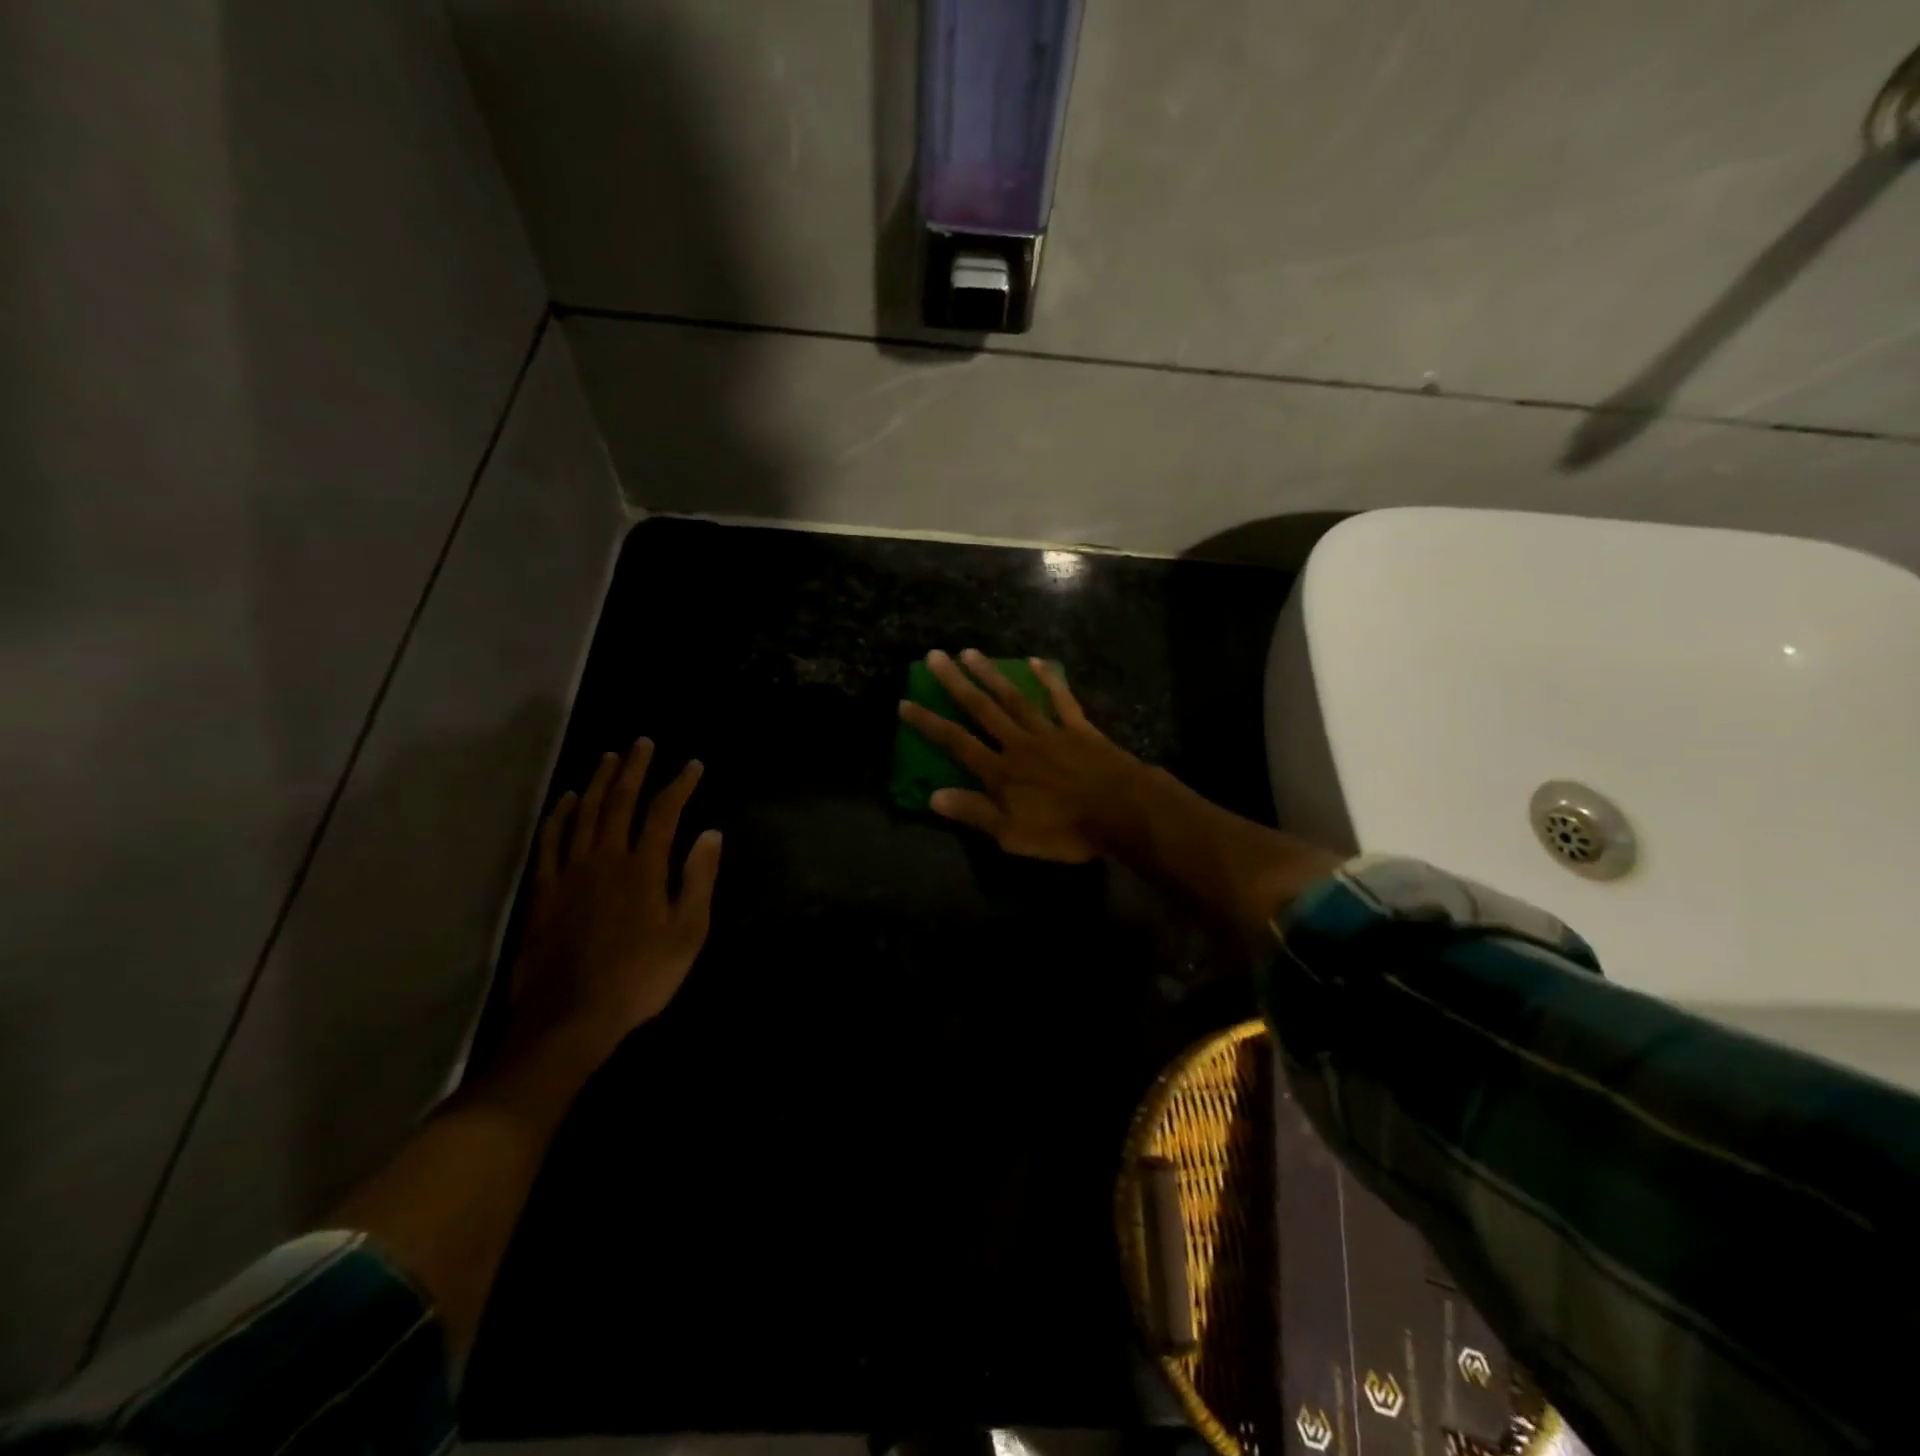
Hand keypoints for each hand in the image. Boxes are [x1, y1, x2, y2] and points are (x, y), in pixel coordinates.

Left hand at [508, 737, 722, 1060]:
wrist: (570, 1017)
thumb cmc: (640, 977)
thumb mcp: (687, 933)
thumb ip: (698, 879)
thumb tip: (710, 834)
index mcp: (644, 868)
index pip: (664, 812)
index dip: (679, 785)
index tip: (692, 764)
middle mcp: (606, 858)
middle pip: (619, 802)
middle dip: (634, 769)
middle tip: (642, 742)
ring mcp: (570, 872)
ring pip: (583, 814)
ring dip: (597, 782)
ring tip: (608, 758)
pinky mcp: (544, 891)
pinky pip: (550, 842)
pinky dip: (558, 816)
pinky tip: (564, 801)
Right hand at [898, 649, 1143, 862]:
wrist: (1122, 812)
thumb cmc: (1065, 830)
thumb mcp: (1013, 835)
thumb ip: (974, 812)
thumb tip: (933, 796)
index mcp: (1000, 772)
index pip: (956, 743)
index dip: (928, 724)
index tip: (905, 702)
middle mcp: (1018, 743)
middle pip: (982, 709)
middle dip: (955, 683)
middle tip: (934, 656)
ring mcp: (1050, 731)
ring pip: (1014, 698)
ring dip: (991, 675)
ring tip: (970, 652)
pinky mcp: (1078, 728)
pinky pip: (1060, 699)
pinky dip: (1048, 680)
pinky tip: (1035, 661)